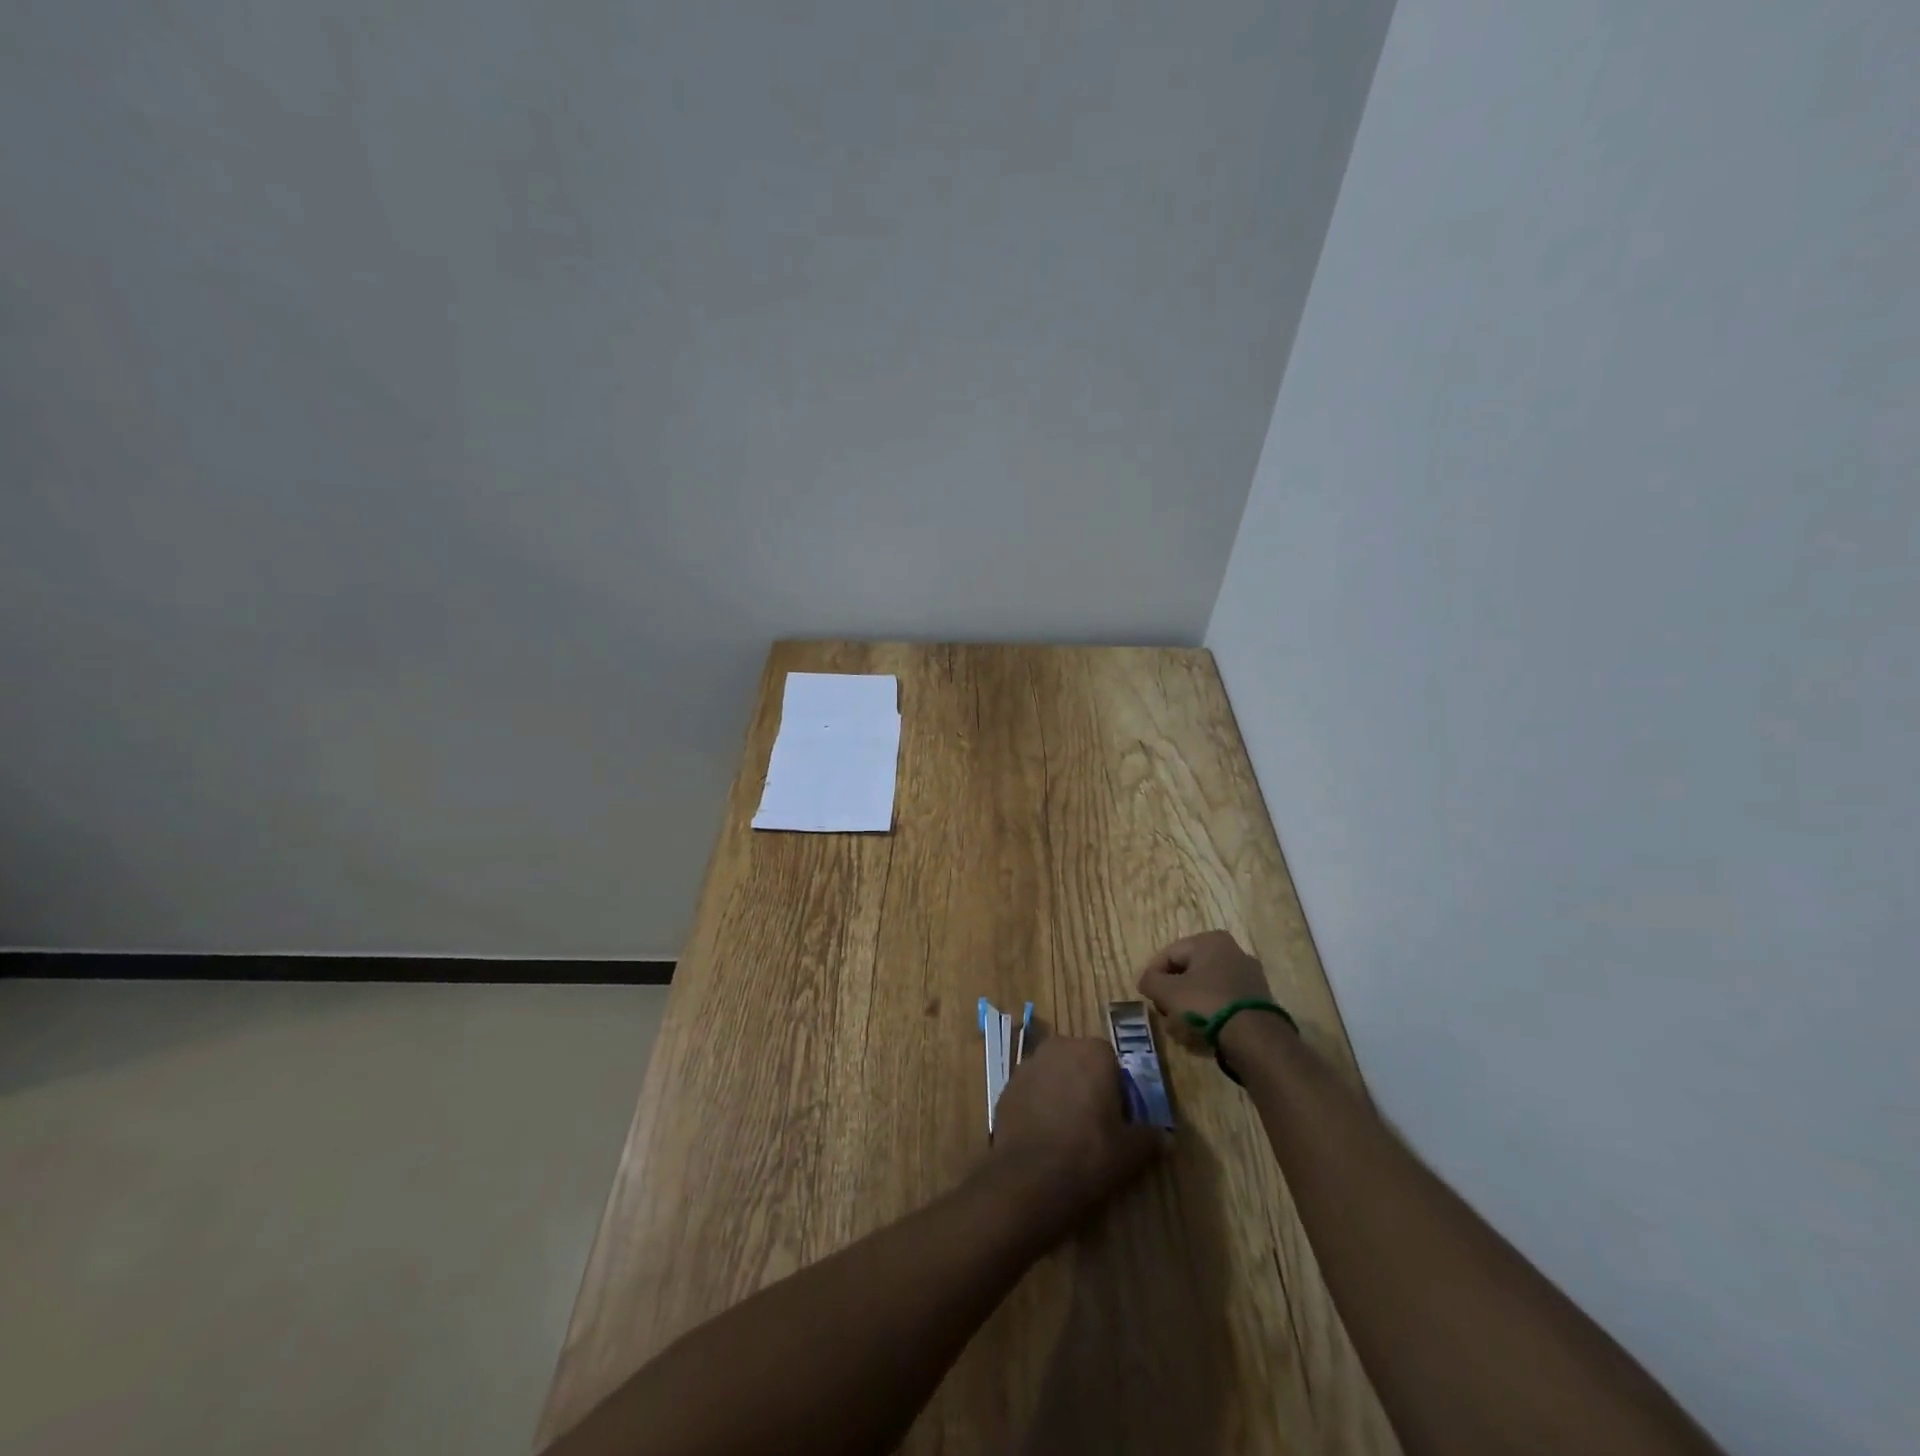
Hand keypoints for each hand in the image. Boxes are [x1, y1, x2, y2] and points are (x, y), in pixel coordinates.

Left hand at [984, 1037, 1163, 1237]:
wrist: (1030, 1176)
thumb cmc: (1089, 1154)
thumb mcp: (1130, 1151)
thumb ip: (1149, 1137)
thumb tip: (1165, 1137)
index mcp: (1094, 1052)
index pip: (1111, 1062)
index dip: (1116, 1090)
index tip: (1117, 1118)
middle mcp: (1060, 1047)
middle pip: (1079, 1062)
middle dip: (1086, 1085)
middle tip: (1093, 1123)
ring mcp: (1029, 1063)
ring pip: (1053, 1074)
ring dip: (1060, 1092)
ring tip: (1065, 1131)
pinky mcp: (1007, 1085)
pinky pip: (1031, 1090)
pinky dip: (1038, 1104)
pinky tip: (1043, 1135)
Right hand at [1138, 931, 1273, 1043]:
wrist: (1255, 1039)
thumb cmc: (1206, 1004)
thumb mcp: (1167, 992)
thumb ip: (1150, 981)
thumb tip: (1145, 980)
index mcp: (1210, 941)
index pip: (1169, 954)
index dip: (1153, 975)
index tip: (1146, 996)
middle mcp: (1233, 952)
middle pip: (1189, 972)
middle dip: (1173, 994)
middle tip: (1163, 1013)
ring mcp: (1249, 977)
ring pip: (1206, 990)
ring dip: (1190, 1007)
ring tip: (1179, 1029)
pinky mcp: (1258, 1002)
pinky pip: (1224, 1004)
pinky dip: (1210, 1016)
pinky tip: (1201, 1034)